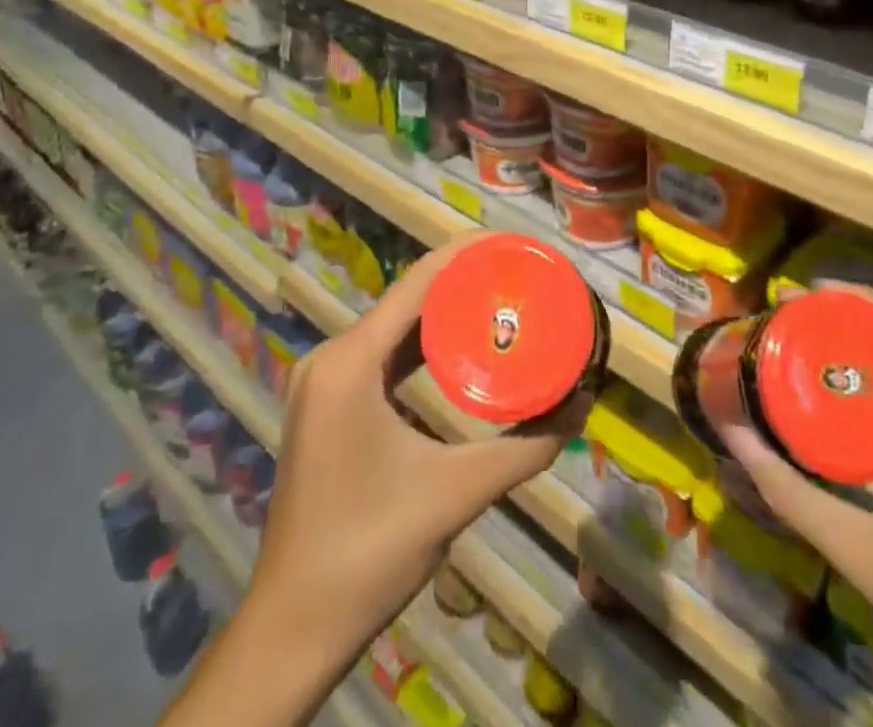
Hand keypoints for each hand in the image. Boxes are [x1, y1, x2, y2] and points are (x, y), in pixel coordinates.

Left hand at [162, 234, 585, 726]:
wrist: (292, 629)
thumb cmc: (370, 552)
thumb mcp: (456, 493)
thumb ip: (524, 449)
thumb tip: (581, 408)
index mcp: (350, 362)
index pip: (417, 282)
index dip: (467, 254)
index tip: (514, 244)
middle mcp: (331, 358)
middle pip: (407, 299)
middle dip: (464, 282)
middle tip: (520, 276)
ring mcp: (324, 383)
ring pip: (394, 327)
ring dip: (444, 313)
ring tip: (500, 300)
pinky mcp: (327, 406)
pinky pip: (382, 356)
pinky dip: (421, 345)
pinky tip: (460, 348)